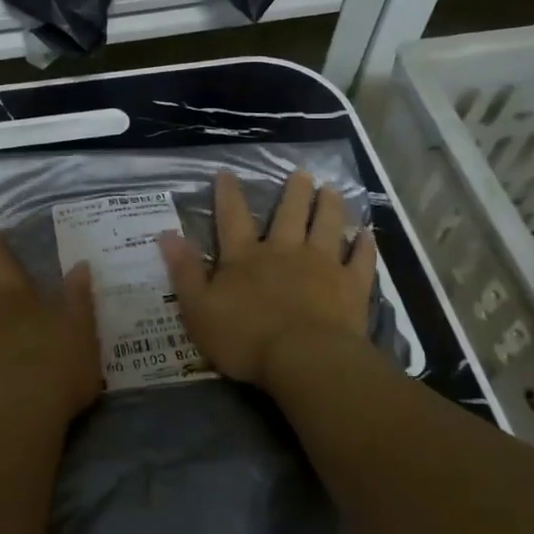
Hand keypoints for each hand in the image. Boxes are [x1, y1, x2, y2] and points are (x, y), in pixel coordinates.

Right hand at [158, 171, 375, 387]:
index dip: (227, 195)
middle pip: (290, 214)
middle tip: (302, 173)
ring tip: (332, 189)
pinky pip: (360, 259)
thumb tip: (166, 234)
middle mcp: (285, 251)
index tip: (226, 173)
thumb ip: (184, 271)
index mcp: (245, 257)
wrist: (304, 359)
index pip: (232, 218)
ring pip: (327, 226)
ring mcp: (322, 265)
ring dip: (329, 206)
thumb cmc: (245, 338)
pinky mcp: (351, 285)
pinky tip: (367, 234)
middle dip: (294, 192)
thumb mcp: (199, 309)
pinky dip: (364, 245)